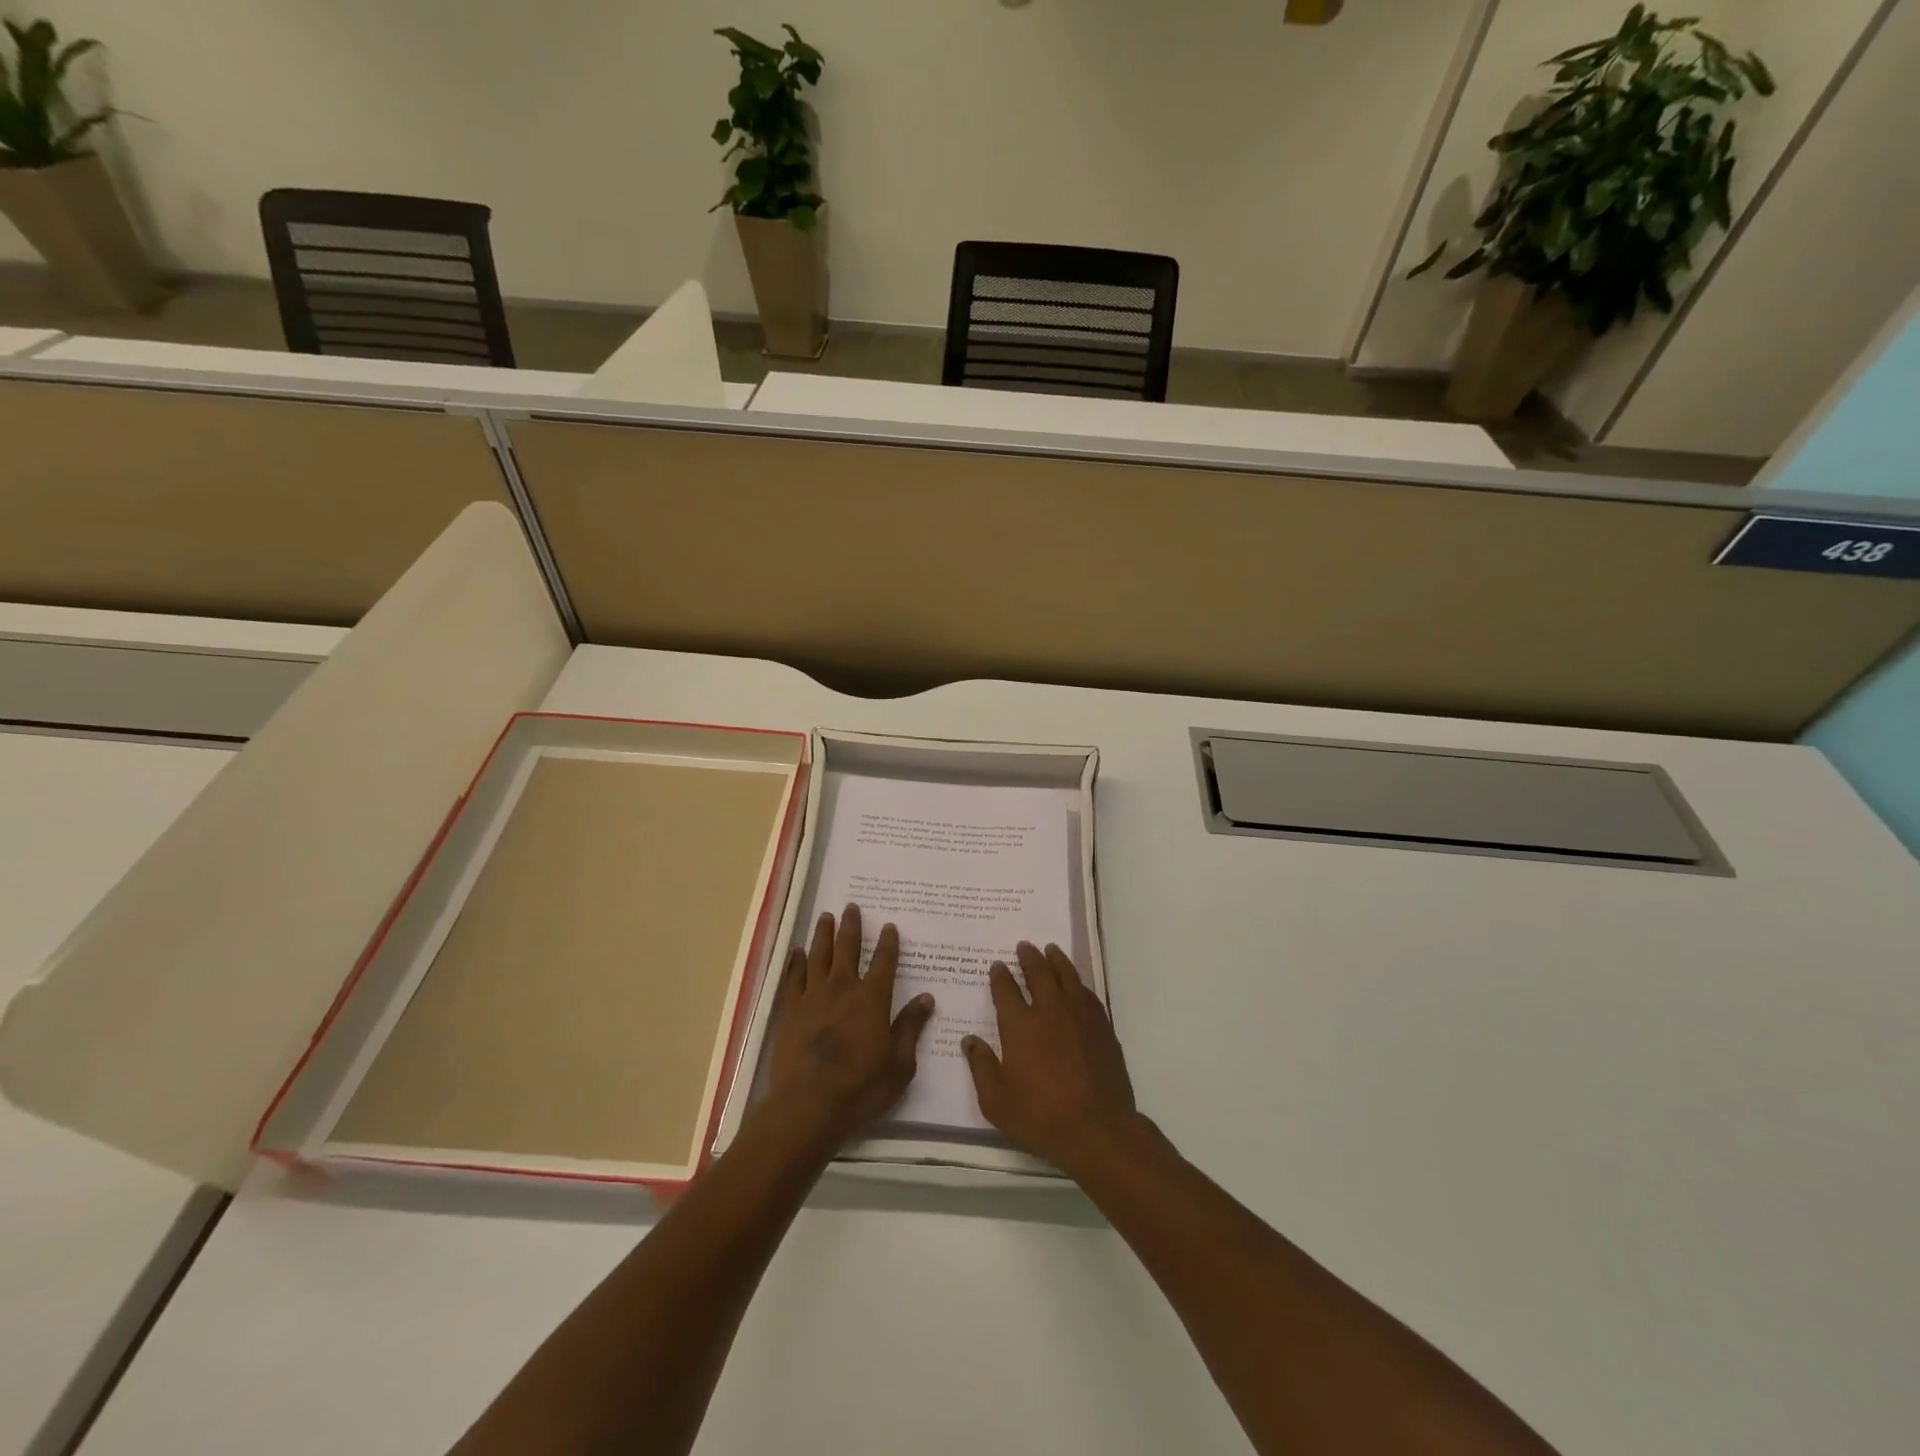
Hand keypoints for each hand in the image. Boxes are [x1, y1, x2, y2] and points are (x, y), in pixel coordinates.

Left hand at [764, 904, 934, 1147]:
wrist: (807, 1105)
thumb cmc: (860, 1087)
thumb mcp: (899, 1064)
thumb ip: (911, 1027)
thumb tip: (926, 998)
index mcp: (873, 999)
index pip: (884, 962)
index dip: (888, 943)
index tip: (889, 926)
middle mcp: (843, 988)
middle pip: (848, 948)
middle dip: (852, 926)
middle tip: (852, 907)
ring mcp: (813, 996)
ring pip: (819, 955)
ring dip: (823, 934)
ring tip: (826, 916)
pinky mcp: (790, 1010)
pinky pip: (793, 977)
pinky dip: (796, 961)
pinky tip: (797, 951)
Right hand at [962, 942, 1143, 1177]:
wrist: (1098, 1130)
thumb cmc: (1040, 1117)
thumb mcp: (996, 1101)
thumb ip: (981, 1067)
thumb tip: (969, 1041)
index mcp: (1020, 1025)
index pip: (1006, 990)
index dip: (1000, 976)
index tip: (998, 966)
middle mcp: (1049, 1011)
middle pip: (1039, 973)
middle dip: (1029, 957)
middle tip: (1024, 946)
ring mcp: (1079, 1016)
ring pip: (1067, 977)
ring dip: (1057, 960)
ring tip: (1051, 950)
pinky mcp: (1102, 1027)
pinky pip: (1087, 994)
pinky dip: (1078, 983)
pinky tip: (1076, 983)